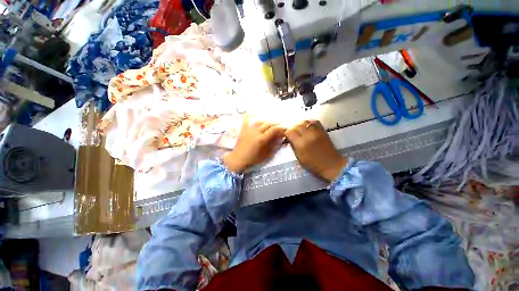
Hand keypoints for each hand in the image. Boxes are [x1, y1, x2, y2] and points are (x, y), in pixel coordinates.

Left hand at [223, 120, 285, 173]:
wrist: (238, 159)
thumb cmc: (253, 159)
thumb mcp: (266, 155)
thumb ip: (274, 146)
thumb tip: (280, 138)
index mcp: (262, 139)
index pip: (274, 130)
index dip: (281, 128)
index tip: (285, 129)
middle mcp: (256, 132)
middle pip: (268, 124)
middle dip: (275, 124)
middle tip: (279, 127)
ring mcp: (249, 130)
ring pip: (260, 122)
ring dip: (266, 122)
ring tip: (269, 125)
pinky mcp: (243, 130)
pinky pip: (247, 121)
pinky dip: (250, 117)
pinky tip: (253, 114)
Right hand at [285, 120, 346, 181]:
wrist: (331, 165)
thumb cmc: (313, 164)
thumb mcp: (299, 157)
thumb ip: (294, 146)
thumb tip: (290, 138)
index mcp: (301, 144)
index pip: (290, 132)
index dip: (287, 134)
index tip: (288, 137)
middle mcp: (308, 135)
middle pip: (297, 125)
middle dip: (293, 129)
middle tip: (293, 134)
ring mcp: (317, 132)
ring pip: (305, 122)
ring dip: (300, 125)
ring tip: (300, 130)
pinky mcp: (323, 130)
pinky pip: (314, 122)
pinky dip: (309, 123)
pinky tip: (308, 128)